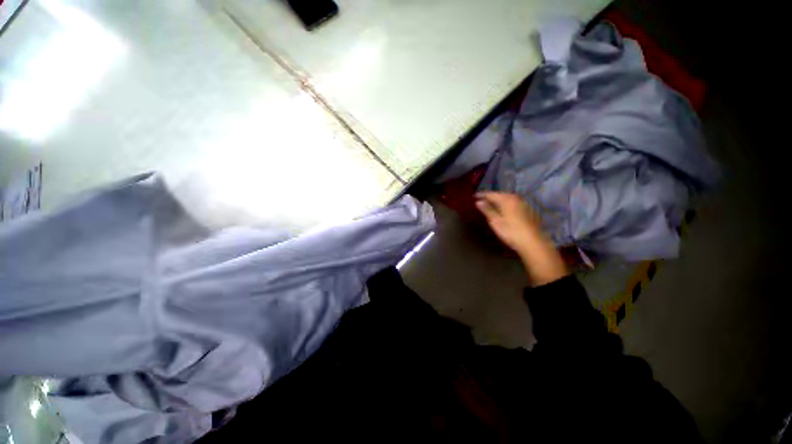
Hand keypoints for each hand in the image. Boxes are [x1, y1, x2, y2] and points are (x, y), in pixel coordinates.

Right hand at [474, 192, 542, 253]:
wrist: (531, 242)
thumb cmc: (510, 232)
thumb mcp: (495, 221)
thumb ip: (487, 210)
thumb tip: (478, 202)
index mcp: (506, 200)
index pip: (491, 194)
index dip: (481, 195)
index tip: (473, 196)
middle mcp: (515, 198)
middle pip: (500, 194)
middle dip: (490, 197)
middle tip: (481, 200)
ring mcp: (522, 203)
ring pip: (507, 198)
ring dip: (498, 200)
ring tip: (490, 204)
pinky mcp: (527, 209)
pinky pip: (513, 202)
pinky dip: (505, 203)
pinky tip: (503, 209)